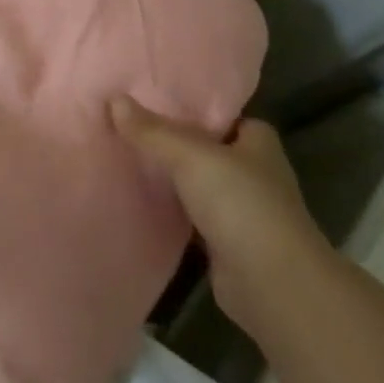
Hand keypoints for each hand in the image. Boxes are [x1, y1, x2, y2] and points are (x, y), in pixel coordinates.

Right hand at [109, 97, 330, 335]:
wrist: (270, 282)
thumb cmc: (240, 203)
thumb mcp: (190, 156)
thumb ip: (152, 131)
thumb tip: (113, 99)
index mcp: (258, 143)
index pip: (224, 117)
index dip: (194, 110)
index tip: (155, 103)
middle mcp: (256, 173)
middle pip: (209, 150)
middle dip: (178, 144)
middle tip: (132, 130)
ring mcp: (244, 211)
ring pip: (200, 185)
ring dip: (175, 180)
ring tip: (129, 161)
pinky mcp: (229, 244)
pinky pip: (194, 218)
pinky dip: (174, 213)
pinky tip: (144, 203)